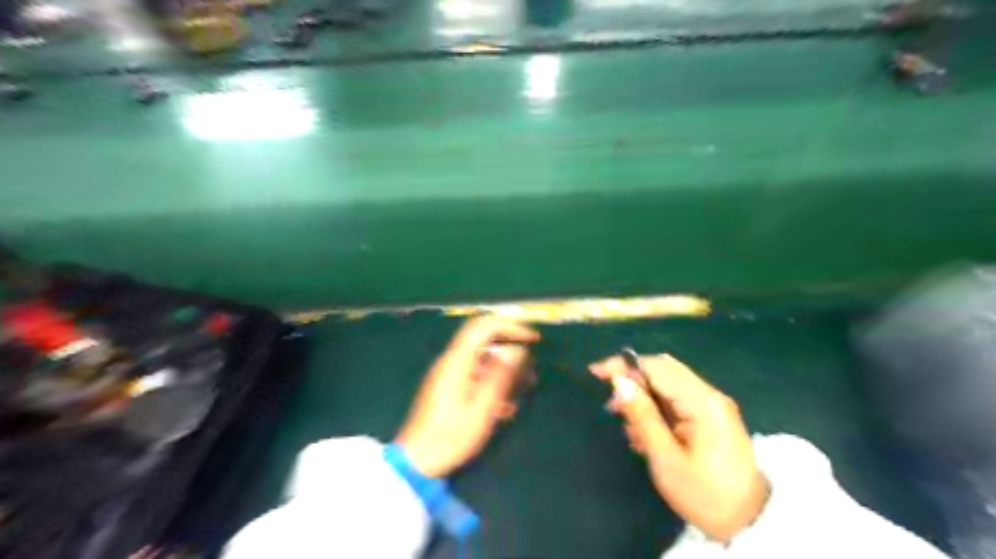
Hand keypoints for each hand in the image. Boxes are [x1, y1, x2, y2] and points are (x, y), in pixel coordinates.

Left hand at [393, 317, 540, 478]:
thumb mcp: (482, 409)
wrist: (417, 462)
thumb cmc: (451, 437)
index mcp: (458, 361)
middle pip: (485, 340)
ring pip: (483, 359)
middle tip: (530, 368)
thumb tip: (517, 350)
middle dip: (510, 349)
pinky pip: (475, 374)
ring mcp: (449, 374)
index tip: (533, 339)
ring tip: (522, 391)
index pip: (485, 326)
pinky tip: (504, 407)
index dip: (510, 326)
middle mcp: (452, 361)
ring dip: (504, 370)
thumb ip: (500, 377)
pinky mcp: (449, 387)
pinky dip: (493, 382)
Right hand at [589, 353, 768, 540]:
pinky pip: (677, 400)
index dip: (624, 366)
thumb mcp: (666, 458)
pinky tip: (646, 433)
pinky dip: (657, 408)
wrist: (750, 524)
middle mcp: (709, 395)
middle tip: (612, 404)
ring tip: (629, 427)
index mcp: (702, 402)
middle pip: (664, 370)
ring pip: (669, 384)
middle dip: (633, 380)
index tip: (595, 372)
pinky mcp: (711, 417)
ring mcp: (712, 405)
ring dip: (644, 396)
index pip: (656, 367)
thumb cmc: (705, 495)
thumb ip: (642, 416)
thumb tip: (618, 381)